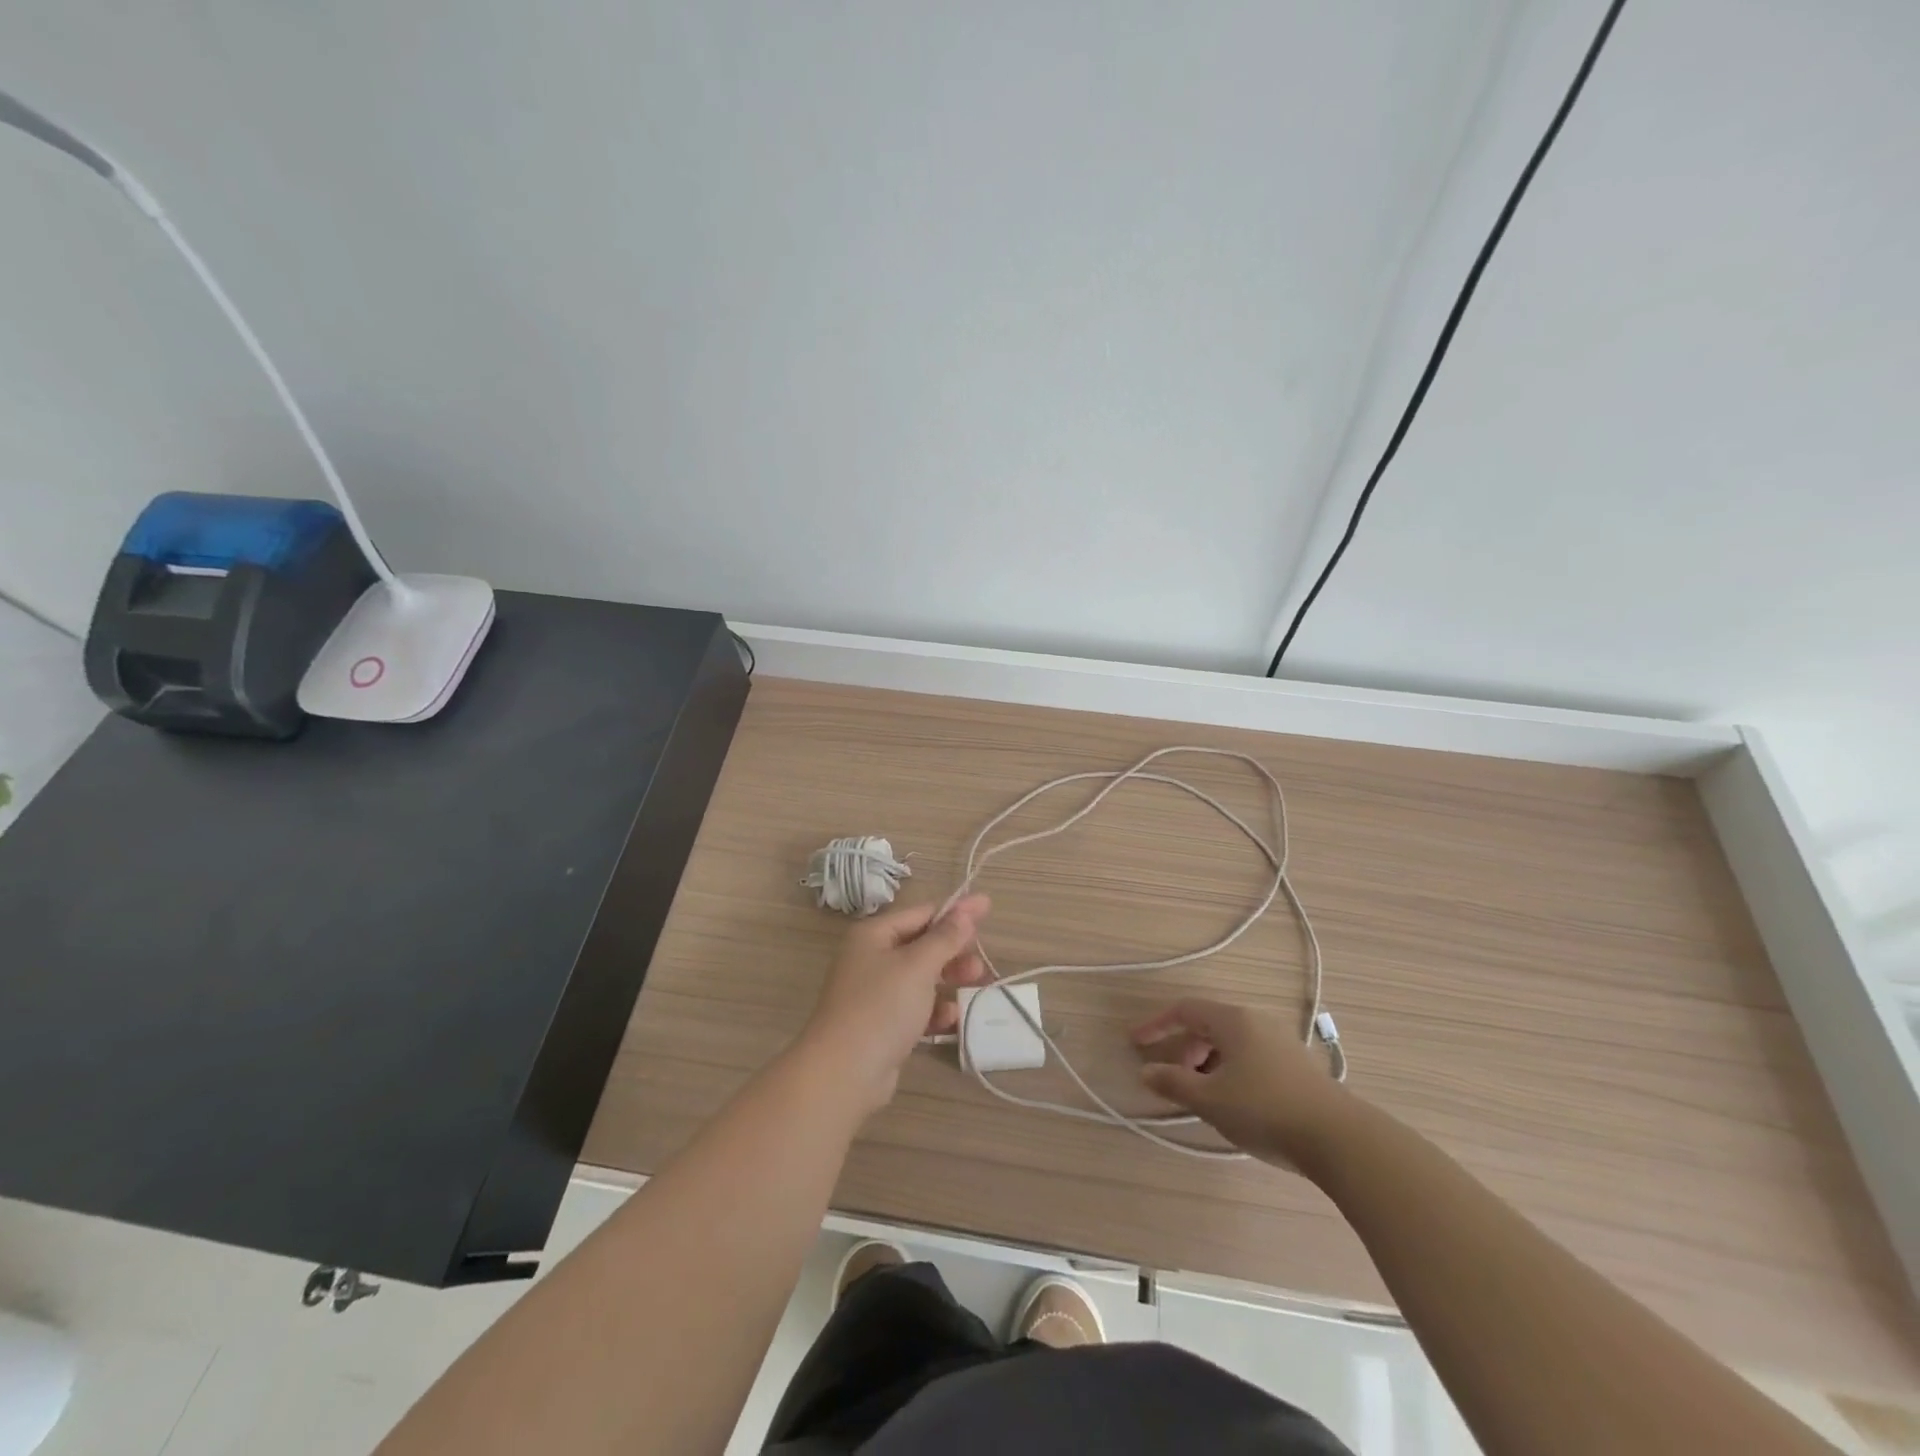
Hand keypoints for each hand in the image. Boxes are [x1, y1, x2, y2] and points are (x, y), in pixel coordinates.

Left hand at [801, 895, 990, 1114]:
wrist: (844, 1073)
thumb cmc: (881, 1007)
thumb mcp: (918, 966)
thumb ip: (945, 937)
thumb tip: (967, 909)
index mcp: (874, 935)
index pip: (921, 914)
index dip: (955, 913)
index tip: (987, 909)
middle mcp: (872, 958)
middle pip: (922, 946)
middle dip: (954, 951)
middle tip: (982, 961)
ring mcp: (875, 993)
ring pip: (921, 978)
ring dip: (949, 980)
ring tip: (977, 984)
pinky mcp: (882, 1024)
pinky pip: (915, 1008)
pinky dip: (934, 1011)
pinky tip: (951, 1019)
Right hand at [1133, 998, 1353, 1171]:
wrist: (1340, 1139)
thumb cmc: (1264, 1110)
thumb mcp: (1210, 1100)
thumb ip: (1173, 1084)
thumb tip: (1146, 1072)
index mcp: (1233, 1020)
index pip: (1184, 1010)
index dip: (1156, 1025)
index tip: (1136, 1044)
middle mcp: (1257, 1022)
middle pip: (1209, 1026)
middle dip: (1185, 1050)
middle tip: (1175, 1081)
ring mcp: (1281, 1042)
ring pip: (1232, 1044)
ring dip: (1208, 1064)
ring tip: (1204, 1097)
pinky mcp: (1298, 1066)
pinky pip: (1252, 1057)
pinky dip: (1232, 1071)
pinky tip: (1236, 1104)